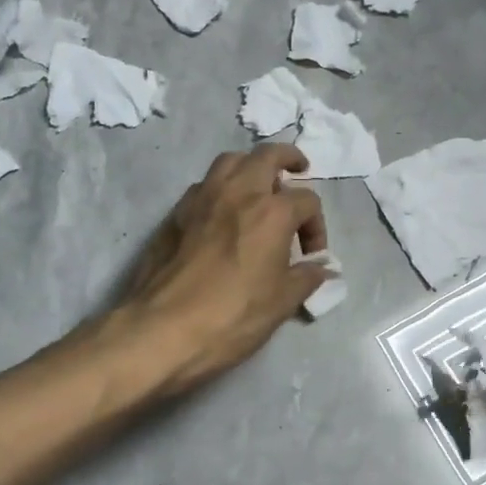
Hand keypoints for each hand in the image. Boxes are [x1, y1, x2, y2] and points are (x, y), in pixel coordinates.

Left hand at [121, 144, 328, 391]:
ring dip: (250, 166)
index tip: (310, 256)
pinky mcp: (175, 212)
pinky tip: (222, 213)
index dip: (316, 227)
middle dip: (288, 159)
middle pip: (268, 155)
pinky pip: (204, 184)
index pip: (307, 201)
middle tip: (297, 171)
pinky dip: (221, 187)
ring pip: (231, 161)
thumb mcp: (281, 303)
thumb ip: (306, 278)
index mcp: (272, 212)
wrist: (163, 329)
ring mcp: (202, 198)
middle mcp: (238, 192)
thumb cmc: (232, 316)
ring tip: (257, 187)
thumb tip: (321, 269)